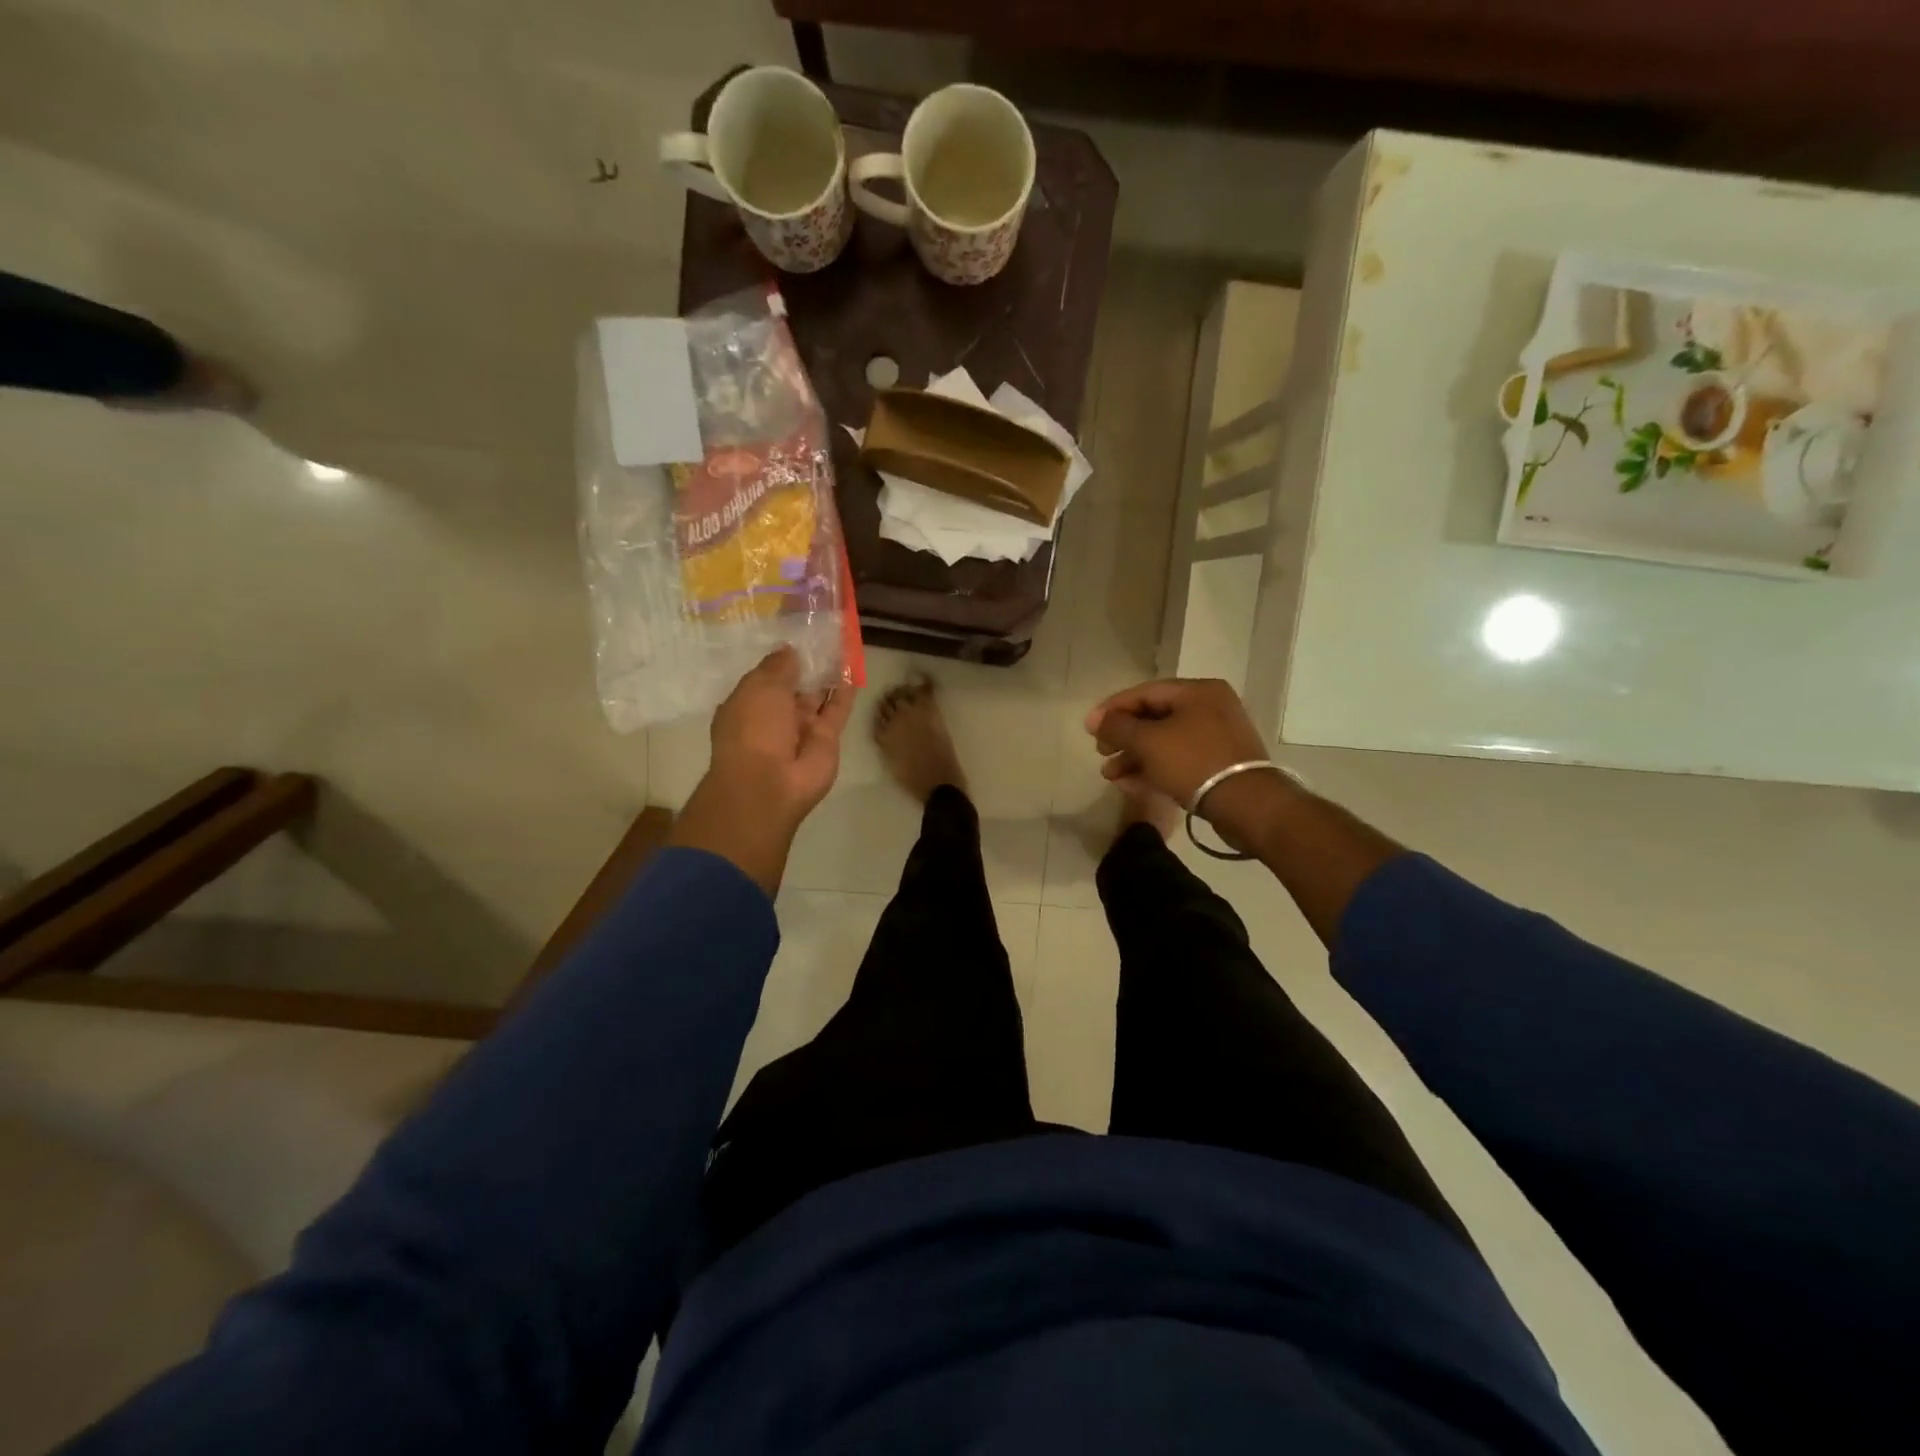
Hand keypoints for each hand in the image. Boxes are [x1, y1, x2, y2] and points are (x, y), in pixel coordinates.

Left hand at [670, 648, 854, 895]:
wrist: (770, 783)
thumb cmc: (753, 729)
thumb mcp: (759, 687)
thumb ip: (778, 666)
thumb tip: (790, 651)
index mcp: (748, 705)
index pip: (766, 678)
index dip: (781, 659)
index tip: (797, 636)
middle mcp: (774, 717)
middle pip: (794, 686)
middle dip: (807, 664)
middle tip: (825, 635)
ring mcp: (801, 730)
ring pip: (817, 696)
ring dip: (828, 675)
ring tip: (842, 645)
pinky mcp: (826, 739)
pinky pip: (836, 710)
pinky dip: (844, 691)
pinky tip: (853, 668)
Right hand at [1086, 679, 1294, 849]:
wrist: (1246, 803)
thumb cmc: (1193, 762)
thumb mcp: (1148, 741)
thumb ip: (1118, 726)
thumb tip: (1099, 720)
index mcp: (1197, 691)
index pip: (1144, 693)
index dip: (1112, 709)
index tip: (1088, 728)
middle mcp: (1210, 707)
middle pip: (1154, 717)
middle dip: (1123, 737)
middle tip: (1101, 753)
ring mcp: (1217, 736)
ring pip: (1164, 741)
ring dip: (1134, 757)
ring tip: (1111, 775)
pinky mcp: (1219, 762)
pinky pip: (1178, 758)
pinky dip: (1154, 768)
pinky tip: (1132, 784)